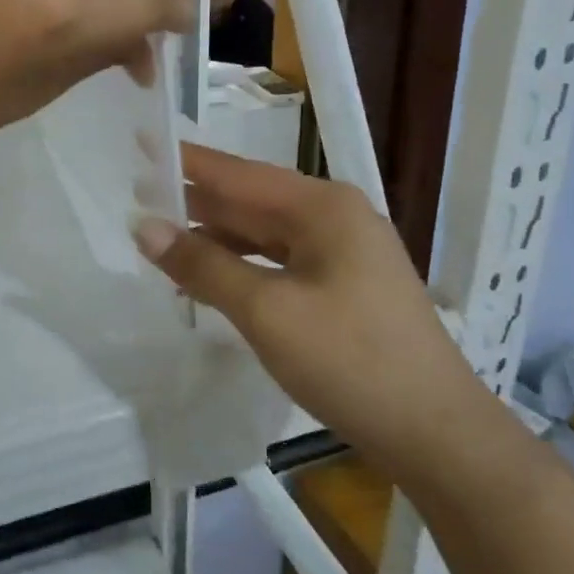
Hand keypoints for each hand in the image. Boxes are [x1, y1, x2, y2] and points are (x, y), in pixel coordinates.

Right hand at [136, 144, 479, 471]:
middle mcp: (335, 218)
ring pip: (264, 233)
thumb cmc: (349, 360)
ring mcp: (344, 253)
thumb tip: (144, 227)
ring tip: (161, 237)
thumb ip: (203, 265)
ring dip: (216, 237)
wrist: (435, 433)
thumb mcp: (266, 311)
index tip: (142, 141)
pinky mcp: (345, 287)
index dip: (187, 161)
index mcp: (322, 207)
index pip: (238, 173)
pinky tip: (211, 276)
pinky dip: (242, 266)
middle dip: (196, 200)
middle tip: (137, 194)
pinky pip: (280, 262)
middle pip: (251, 201)